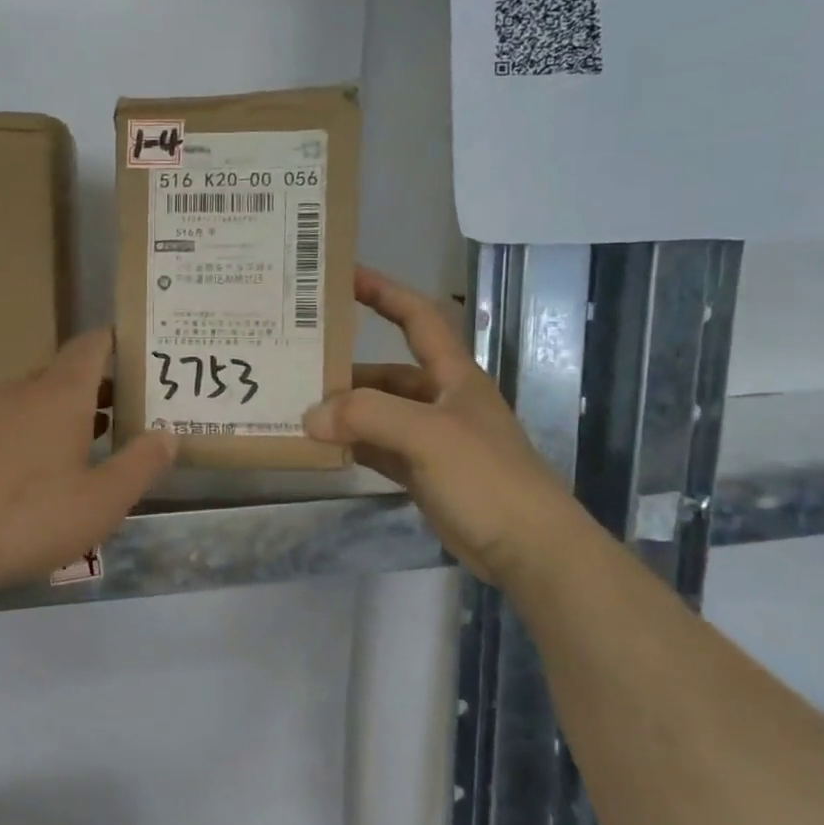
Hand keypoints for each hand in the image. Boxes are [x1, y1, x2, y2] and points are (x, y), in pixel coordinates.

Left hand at [0, 329, 176, 594]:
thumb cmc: (29, 515)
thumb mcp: (101, 501)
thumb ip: (140, 465)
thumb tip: (170, 433)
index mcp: (60, 395)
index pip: (91, 345)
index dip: (116, 341)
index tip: (140, 348)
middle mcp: (21, 392)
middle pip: (63, 373)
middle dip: (96, 386)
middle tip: (127, 406)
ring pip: (33, 400)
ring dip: (64, 412)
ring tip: (93, 439)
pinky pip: (8, 424)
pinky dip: (33, 433)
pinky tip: (39, 471)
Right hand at [304, 267, 588, 588]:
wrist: (528, 549)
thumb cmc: (486, 477)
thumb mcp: (428, 435)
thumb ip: (368, 417)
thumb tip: (311, 416)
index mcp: (453, 375)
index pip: (418, 317)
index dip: (384, 291)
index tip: (343, 276)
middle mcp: (441, 400)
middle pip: (387, 373)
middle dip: (346, 370)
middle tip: (296, 367)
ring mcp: (431, 439)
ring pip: (378, 414)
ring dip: (344, 413)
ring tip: (297, 411)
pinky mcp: (423, 474)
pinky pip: (377, 449)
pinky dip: (351, 446)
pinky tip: (320, 448)